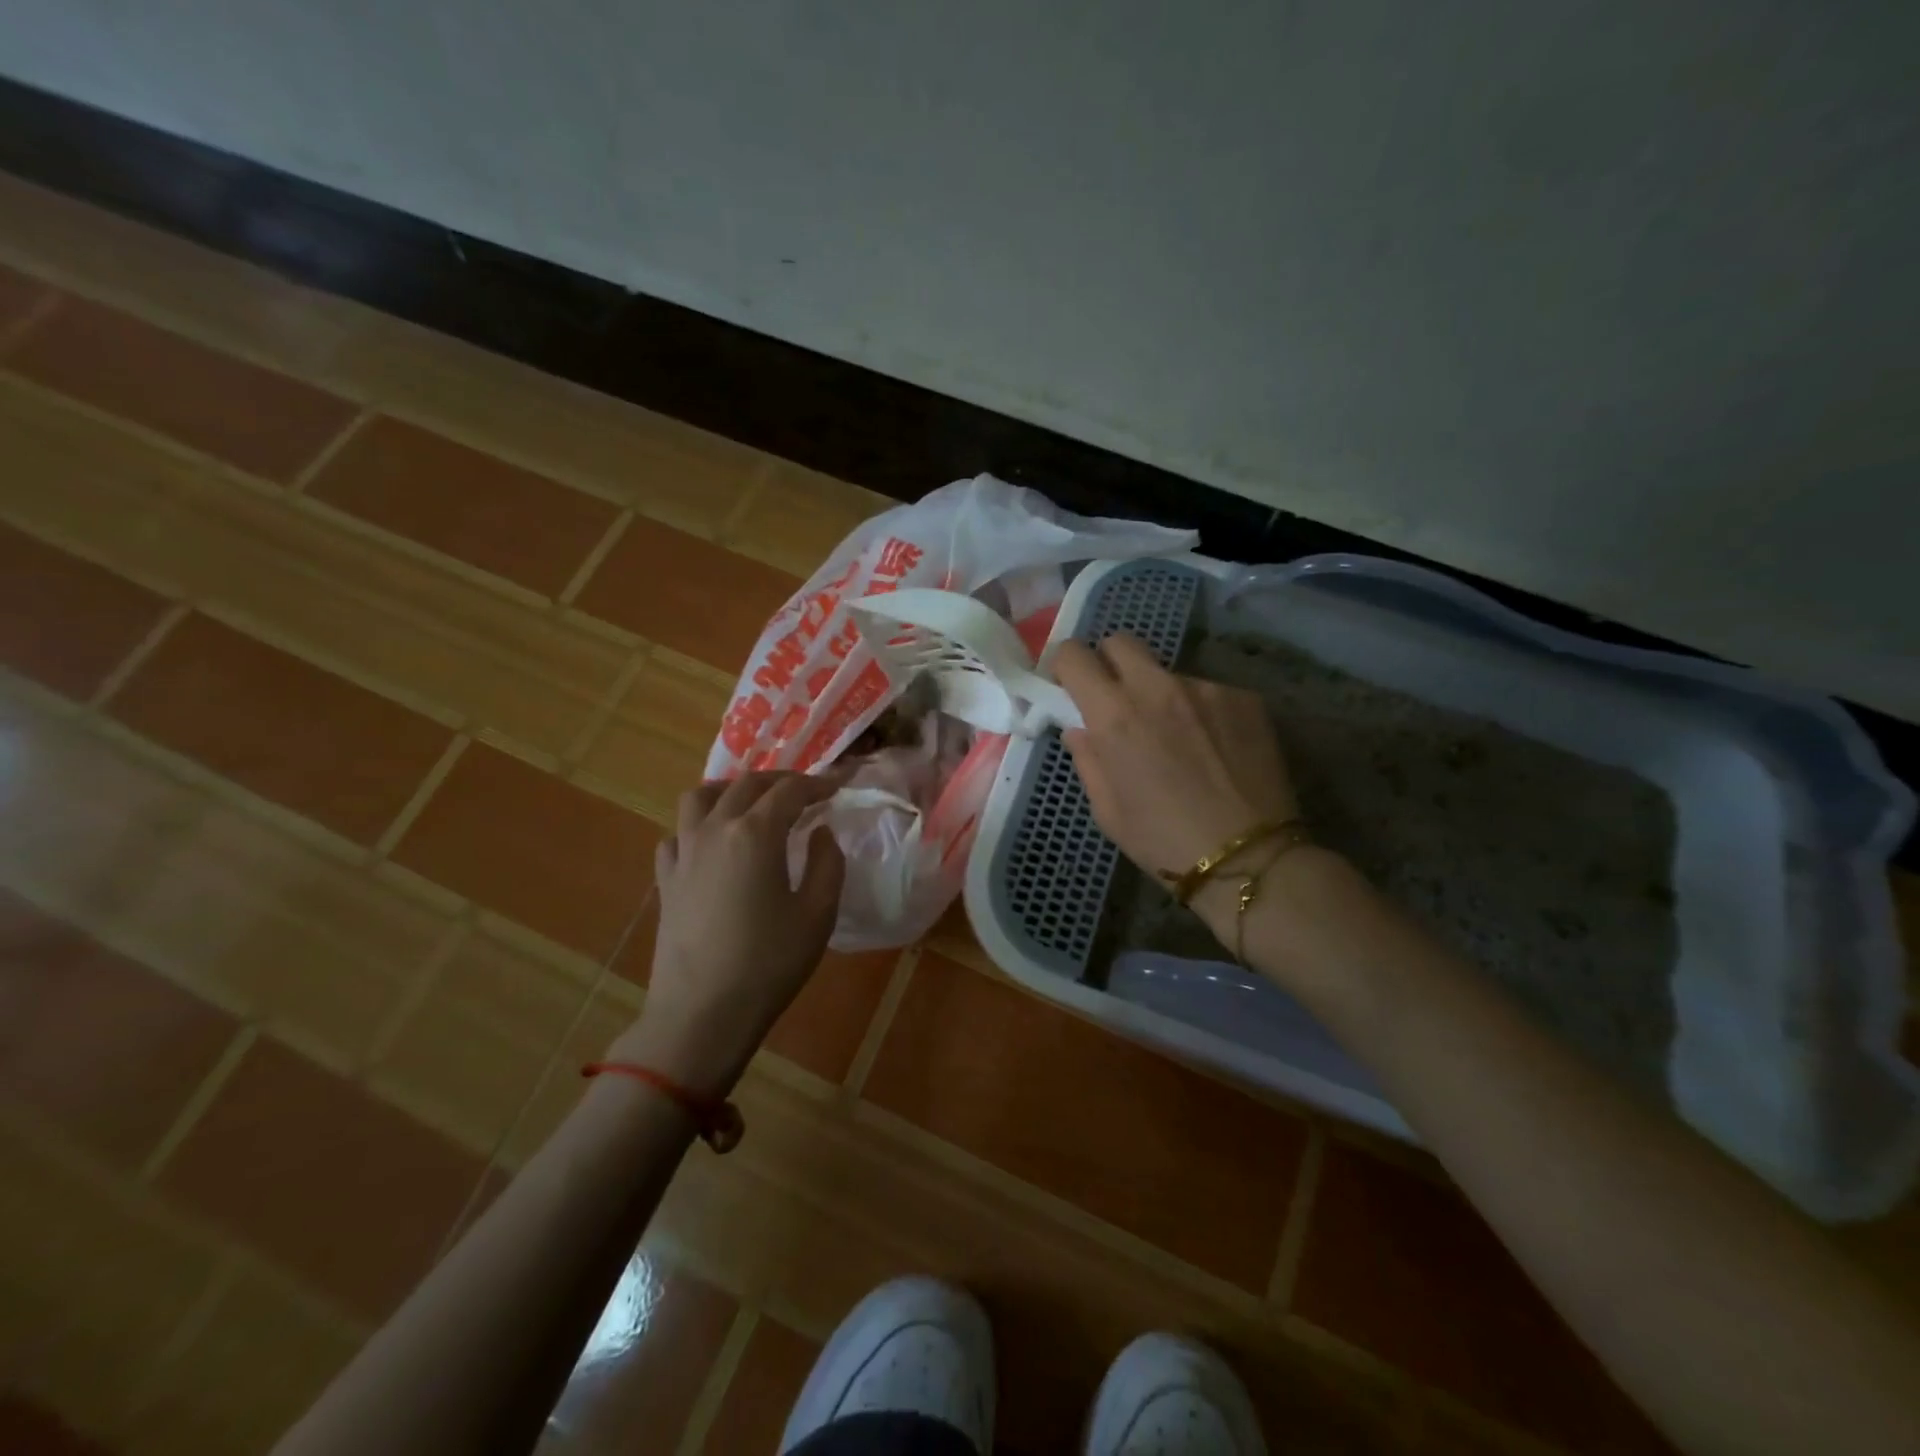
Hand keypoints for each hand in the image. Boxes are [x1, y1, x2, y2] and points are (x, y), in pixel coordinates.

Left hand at [613, 772, 845, 1095]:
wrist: (701, 1014)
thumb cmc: (768, 964)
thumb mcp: (817, 914)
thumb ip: (826, 863)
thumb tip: (820, 832)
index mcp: (755, 833)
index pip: (789, 791)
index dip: (816, 784)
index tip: (836, 788)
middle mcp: (715, 829)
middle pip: (746, 784)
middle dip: (779, 781)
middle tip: (804, 793)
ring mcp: (684, 852)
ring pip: (699, 797)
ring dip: (729, 790)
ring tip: (751, 804)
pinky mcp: (665, 879)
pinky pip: (678, 833)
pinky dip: (699, 826)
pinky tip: (713, 845)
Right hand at [1054, 634, 1298, 930]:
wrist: (1248, 858)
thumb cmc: (1162, 841)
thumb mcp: (1106, 810)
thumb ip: (1087, 758)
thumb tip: (1080, 728)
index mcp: (1114, 715)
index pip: (1074, 655)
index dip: (1065, 665)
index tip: (1069, 686)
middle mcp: (1157, 688)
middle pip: (1121, 641)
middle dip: (1109, 662)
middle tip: (1116, 699)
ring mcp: (1205, 688)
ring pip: (1167, 672)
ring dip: (1160, 694)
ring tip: (1178, 740)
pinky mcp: (1244, 698)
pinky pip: (1208, 692)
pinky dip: (1200, 712)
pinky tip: (1214, 750)